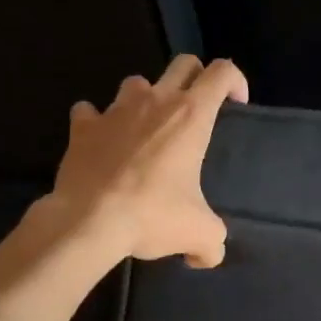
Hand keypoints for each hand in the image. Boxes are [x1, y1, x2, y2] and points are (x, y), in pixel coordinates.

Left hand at [49, 55, 248, 265]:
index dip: (235, 81)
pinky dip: (97, 121)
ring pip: (137, 82)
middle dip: (195, 78)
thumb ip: (212, 242)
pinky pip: (90, 111)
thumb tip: (206, 256)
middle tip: (196, 109)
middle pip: (184, 64)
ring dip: (146, 98)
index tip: (236, 104)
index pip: (223, 72)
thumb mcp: (198, 232)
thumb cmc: (152, 215)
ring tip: (146, 127)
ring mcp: (116, 109)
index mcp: (191, 115)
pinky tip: (102, 140)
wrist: (89, 221)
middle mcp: (156, 100)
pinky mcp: (83, 126)